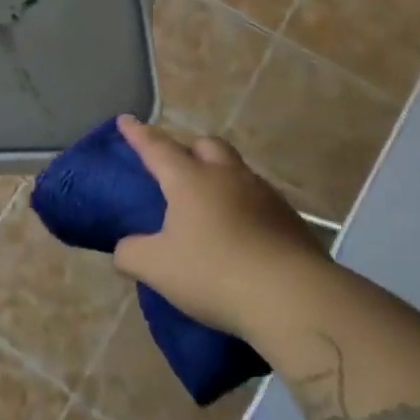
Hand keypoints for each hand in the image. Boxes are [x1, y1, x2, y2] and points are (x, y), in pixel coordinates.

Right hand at [112, 115, 319, 329]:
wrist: (295, 299)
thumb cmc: (214, 272)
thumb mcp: (156, 267)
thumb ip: (131, 253)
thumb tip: (125, 247)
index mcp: (189, 179)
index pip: (156, 147)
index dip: (138, 133)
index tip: (126, 119)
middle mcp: (227, 176)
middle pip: (206, 145)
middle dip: (188, 148)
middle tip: (175, 166)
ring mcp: (264, 196)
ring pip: (236, 170)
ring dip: (219, 176)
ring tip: (208, 203)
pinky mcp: (291, 221)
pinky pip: (258, 200)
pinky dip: (243, 206)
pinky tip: (239, 232)